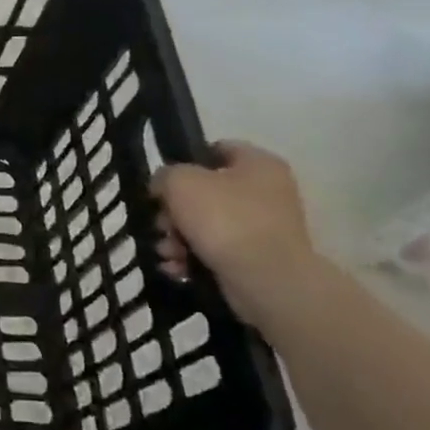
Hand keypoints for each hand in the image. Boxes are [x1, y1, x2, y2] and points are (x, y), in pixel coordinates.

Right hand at [151, 141, 315, 324]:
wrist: (266, 280)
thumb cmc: (225, 219)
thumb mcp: (180, 182)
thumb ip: (165, 175)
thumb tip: (163, 186)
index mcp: (258, 164)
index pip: (217, 149)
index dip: (186, 161)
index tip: (164, 182)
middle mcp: (267, 192)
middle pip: (205, 192)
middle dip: (175, 211)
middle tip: (161, 223)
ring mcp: (264, 228)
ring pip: (206, 224)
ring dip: (178, 237)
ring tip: (167, 252)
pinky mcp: (258, 259)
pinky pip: (216, 251)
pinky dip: (192, 258)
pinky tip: (177, 267)